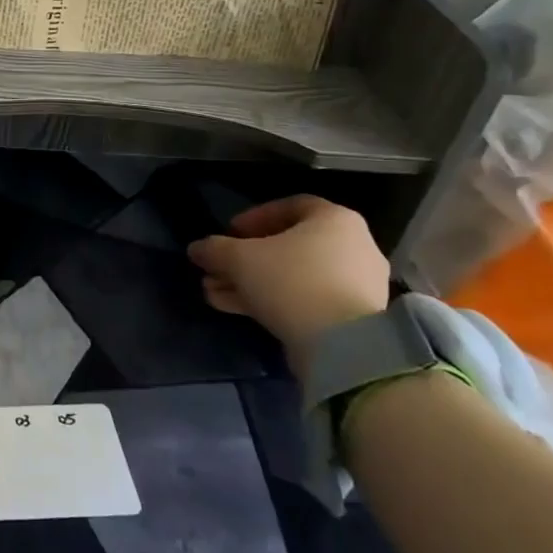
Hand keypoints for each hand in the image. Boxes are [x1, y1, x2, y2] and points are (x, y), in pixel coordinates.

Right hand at [185, 196, 389, 378]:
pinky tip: (234, 309)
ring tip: (215, 292)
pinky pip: (305, 299)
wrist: (341, 346)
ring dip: (251, 282)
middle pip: (288, 246)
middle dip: (244, 258)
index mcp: (334, 220)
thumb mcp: (239, 259)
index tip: (229, 233)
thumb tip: (196, 249)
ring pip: (292, 275)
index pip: (289, 206)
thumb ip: (214, 249)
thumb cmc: (291, 282)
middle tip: (216, 268)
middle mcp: (352, 246)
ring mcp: (355, 284)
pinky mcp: (351, 317)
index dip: (253, 217)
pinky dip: (272, 300)